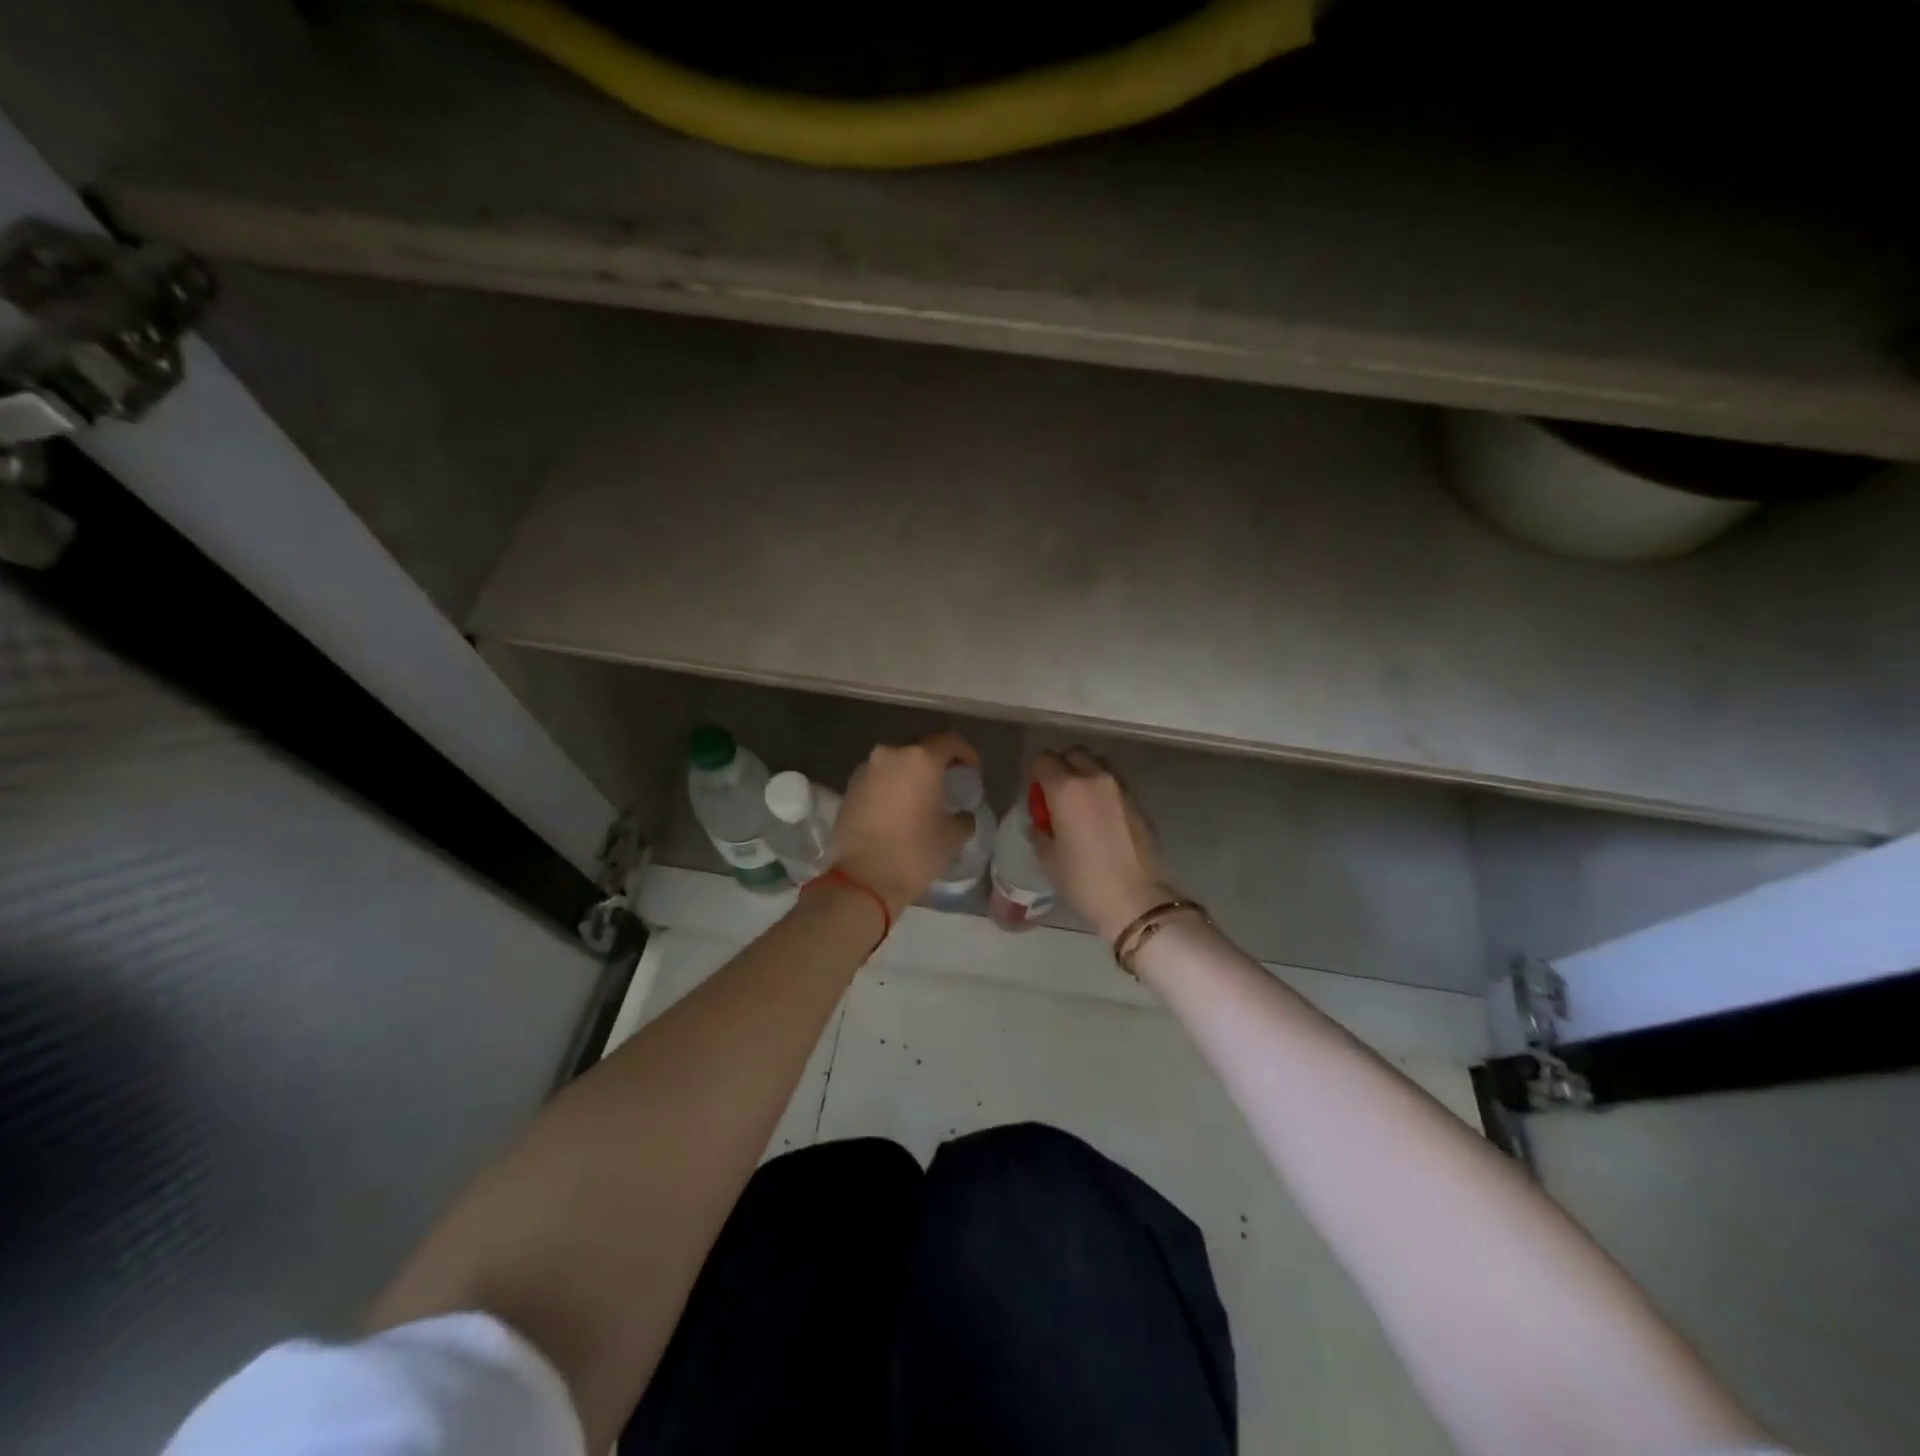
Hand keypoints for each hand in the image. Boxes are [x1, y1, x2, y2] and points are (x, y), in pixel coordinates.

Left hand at [835, 731, 980, 917]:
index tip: (972, 773)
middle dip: (936, 765)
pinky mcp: (849, 787)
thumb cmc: (915, 853)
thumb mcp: (953, 837)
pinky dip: (891, 786)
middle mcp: (891, 754)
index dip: (967, 754)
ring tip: (921, 799)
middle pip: (921, 750)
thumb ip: (964, 817)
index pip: (951, 741)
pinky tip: (898, 809)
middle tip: (948, 786)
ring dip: (911, 775)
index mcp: (921, 759)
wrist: (863, 879)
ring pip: (897, 764)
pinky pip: (878, 778)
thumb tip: (963, 814)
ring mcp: (866, 769)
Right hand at [1031, 748, 1177, 942]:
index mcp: (1066, 789)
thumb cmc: (1084, 881)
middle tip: (1056, 797)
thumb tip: (1042, 821)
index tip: (1036, 796)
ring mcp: (1120, 788)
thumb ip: (1040, 830)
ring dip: (1084, 775)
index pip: (1043, 759)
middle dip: (1061, 767)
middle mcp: (1094, 779)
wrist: (1137, 900)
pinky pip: (1113, 784)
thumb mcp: (1048, 858)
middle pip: (1073, 753)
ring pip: (1096, 765)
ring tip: (1079, 807)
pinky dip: (1102, 791)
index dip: (1035, 775)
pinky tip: (1099, 820)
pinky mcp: (1137, 802)